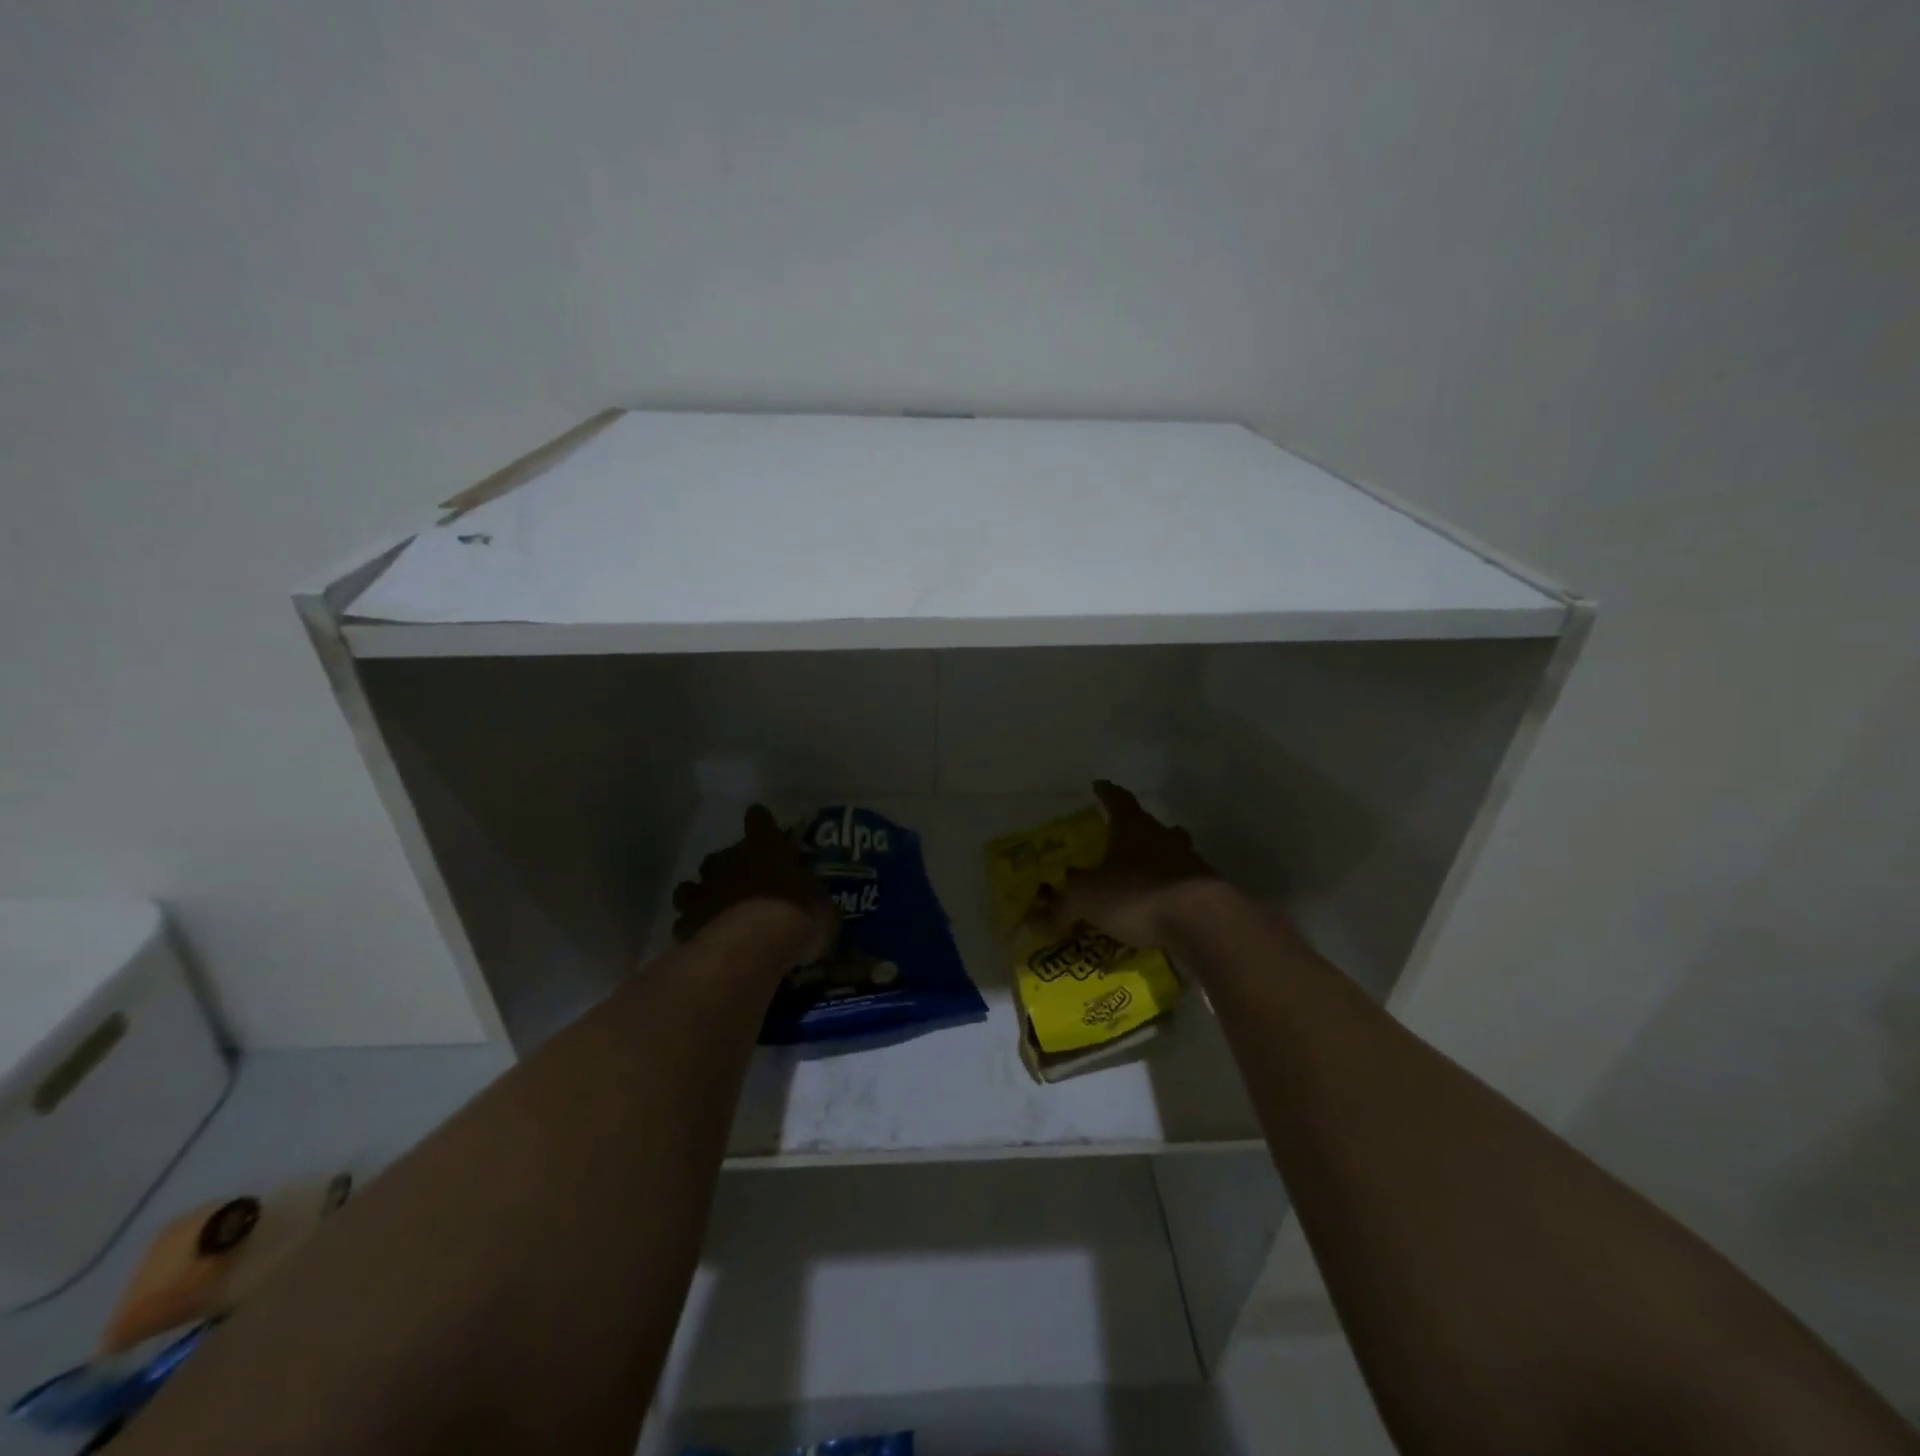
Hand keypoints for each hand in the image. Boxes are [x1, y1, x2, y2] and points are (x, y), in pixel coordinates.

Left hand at [670, 805, 837, 962]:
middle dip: (730, 869)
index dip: (761, 824)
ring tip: (717, 912)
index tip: (763, 826)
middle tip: (746, 887)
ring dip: (703, 896)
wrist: (754, 948)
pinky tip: (706, 940)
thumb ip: (816, 901)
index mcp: (765, 847)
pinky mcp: (685, 924)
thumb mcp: (823, 909)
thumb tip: (819, 906)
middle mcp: (729, 862)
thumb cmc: (796, 916)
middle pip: (722, 856)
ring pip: (692, 887)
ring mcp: (702, 892)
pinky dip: (694, 929)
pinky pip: (686, 923)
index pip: (759, 821)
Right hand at [1025, 780, 1225, 948]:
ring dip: (1157, 858)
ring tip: (1142, 873)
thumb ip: (1061, 907)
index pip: (1118, 800)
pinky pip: (1183, 884)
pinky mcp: (1208, 890)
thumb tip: (1035, 922)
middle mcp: (1163, 837)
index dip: (1106, 793)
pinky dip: (1170, 890)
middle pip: (1150, 825)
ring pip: (1171, 852)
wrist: (1202, 919)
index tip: (1098, 786)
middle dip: (1135, 829)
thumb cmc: (1138, 893)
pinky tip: (1160, 906)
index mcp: (1133, 827)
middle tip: (1120, 837)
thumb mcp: (1087, 899)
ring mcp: (1190, 862)